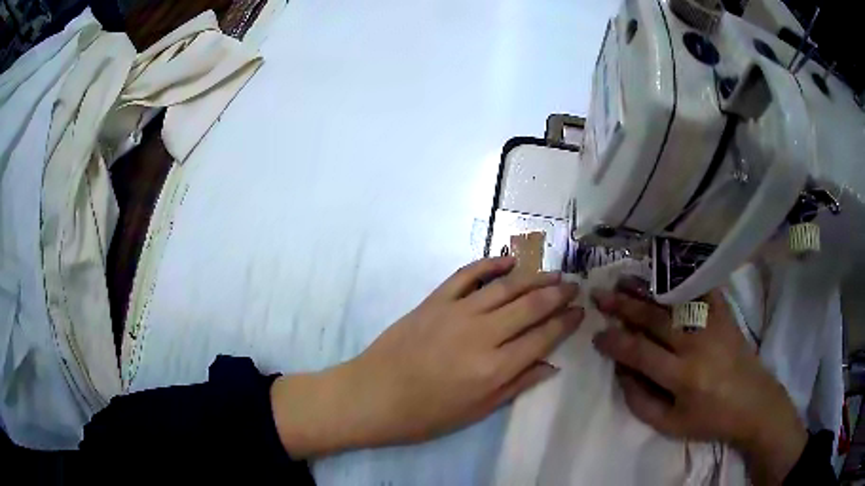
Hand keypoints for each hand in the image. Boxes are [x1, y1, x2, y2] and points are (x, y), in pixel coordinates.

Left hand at [271, 256, 583, 457]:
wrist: (372, 396)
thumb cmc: (425, 415)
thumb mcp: (476, 412)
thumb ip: (516, 385)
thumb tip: (550, 365)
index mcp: (494, 368)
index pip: (543, 337)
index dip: (565, 323)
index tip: (580, 312)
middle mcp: (482, 335)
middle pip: (530, 306)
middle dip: (558, 295)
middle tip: (574, 287)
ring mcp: (456, 312)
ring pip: (505, 286)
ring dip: (534, 276)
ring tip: (554, 273)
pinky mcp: (434, 301)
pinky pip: (467, 275)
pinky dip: (490, 264)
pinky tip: (509, 259)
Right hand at [591, 283, 806, 485]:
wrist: (753, 403)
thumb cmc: (710, 420)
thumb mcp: (670, 426)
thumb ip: (640, 401)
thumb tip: (621, 371)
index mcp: (682, 377)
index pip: (640, 353)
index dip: (615, 343)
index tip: (597, 335)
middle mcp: (696, 345)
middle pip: (654, 320)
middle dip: (623, 307)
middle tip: (600, 295)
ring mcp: (713, 325)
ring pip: (673, 302)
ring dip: (646, 290)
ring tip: (623, 280)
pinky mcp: (725, 315)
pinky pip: (702, 290)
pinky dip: (682, 278)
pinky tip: (665, 271)